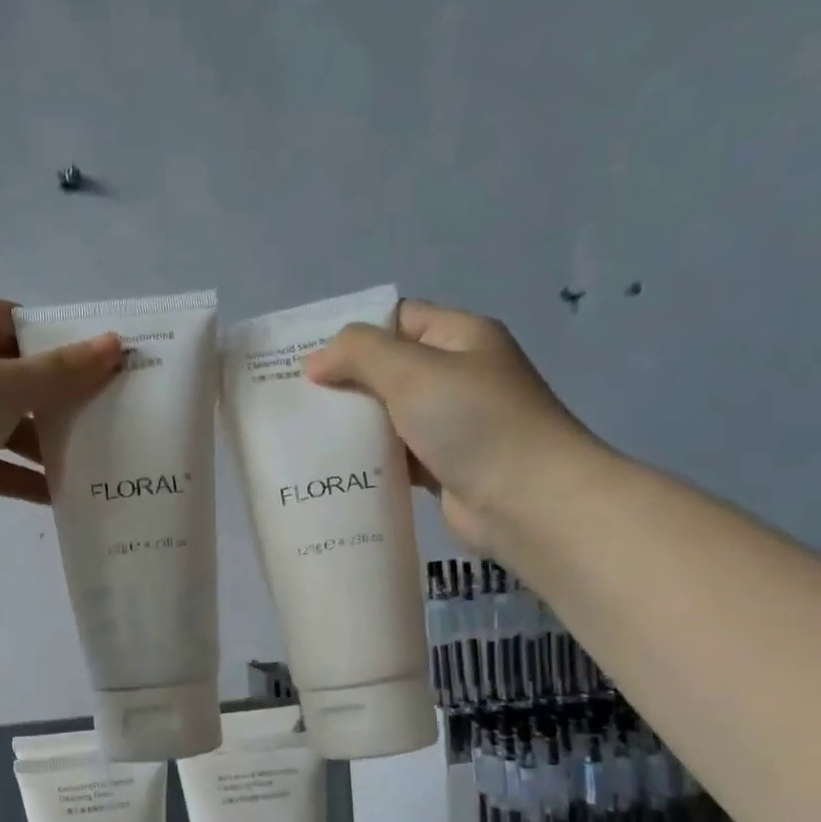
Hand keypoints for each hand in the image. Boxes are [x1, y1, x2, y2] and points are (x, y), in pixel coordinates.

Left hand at [0, 295, 121, 549]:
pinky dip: (18, 474)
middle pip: (11, 374)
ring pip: (1, 421)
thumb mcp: (5, 386)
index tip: (102, 367)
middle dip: (56, 400)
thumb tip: (116, 345)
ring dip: (41, 443)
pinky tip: (57, 493)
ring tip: (90, 460)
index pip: (14, 321)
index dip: (59, 342)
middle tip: (105, 415)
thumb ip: (62, 371)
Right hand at [304, 299, 602, 554]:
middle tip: (294, 401)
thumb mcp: (412, 372)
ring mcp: (450, 424)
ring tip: (302, 436)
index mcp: (460, 338)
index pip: (397, 320)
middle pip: (388, 370)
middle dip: (344, 383)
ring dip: (352, 426)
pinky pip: (394, 456)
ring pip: (387, 416)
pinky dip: (367, 460)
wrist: (527, 501)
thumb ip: (359, 354)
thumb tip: (314, 360)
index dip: (352, 335)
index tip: (305, 359)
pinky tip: (332, 469)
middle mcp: (457, 376)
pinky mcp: (440, 467)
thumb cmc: (473, 423)